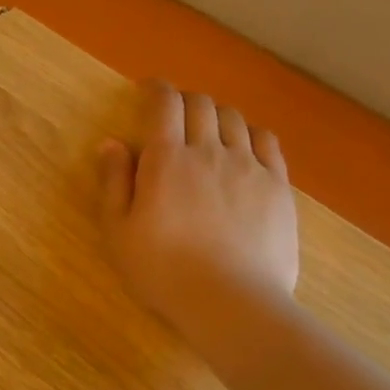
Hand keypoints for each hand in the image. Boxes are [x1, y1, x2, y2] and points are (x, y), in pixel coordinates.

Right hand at [97, 80, 299, 342]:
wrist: (229, 301)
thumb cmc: (162, 270)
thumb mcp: (119, 231)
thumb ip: (114, 182)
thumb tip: (111, 142)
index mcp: (166, 159)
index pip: (164, 104)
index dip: (156, 89)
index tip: (148, 89)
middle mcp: (209, 151)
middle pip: (202, 104)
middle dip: (185, 100)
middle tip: (174, 114)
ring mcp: (248, 166)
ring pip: (234, 119)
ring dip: (217, 115)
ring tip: (208, 129)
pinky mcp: (278, 186)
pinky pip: (267, 142)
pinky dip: (251, 133)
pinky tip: (244, 145)